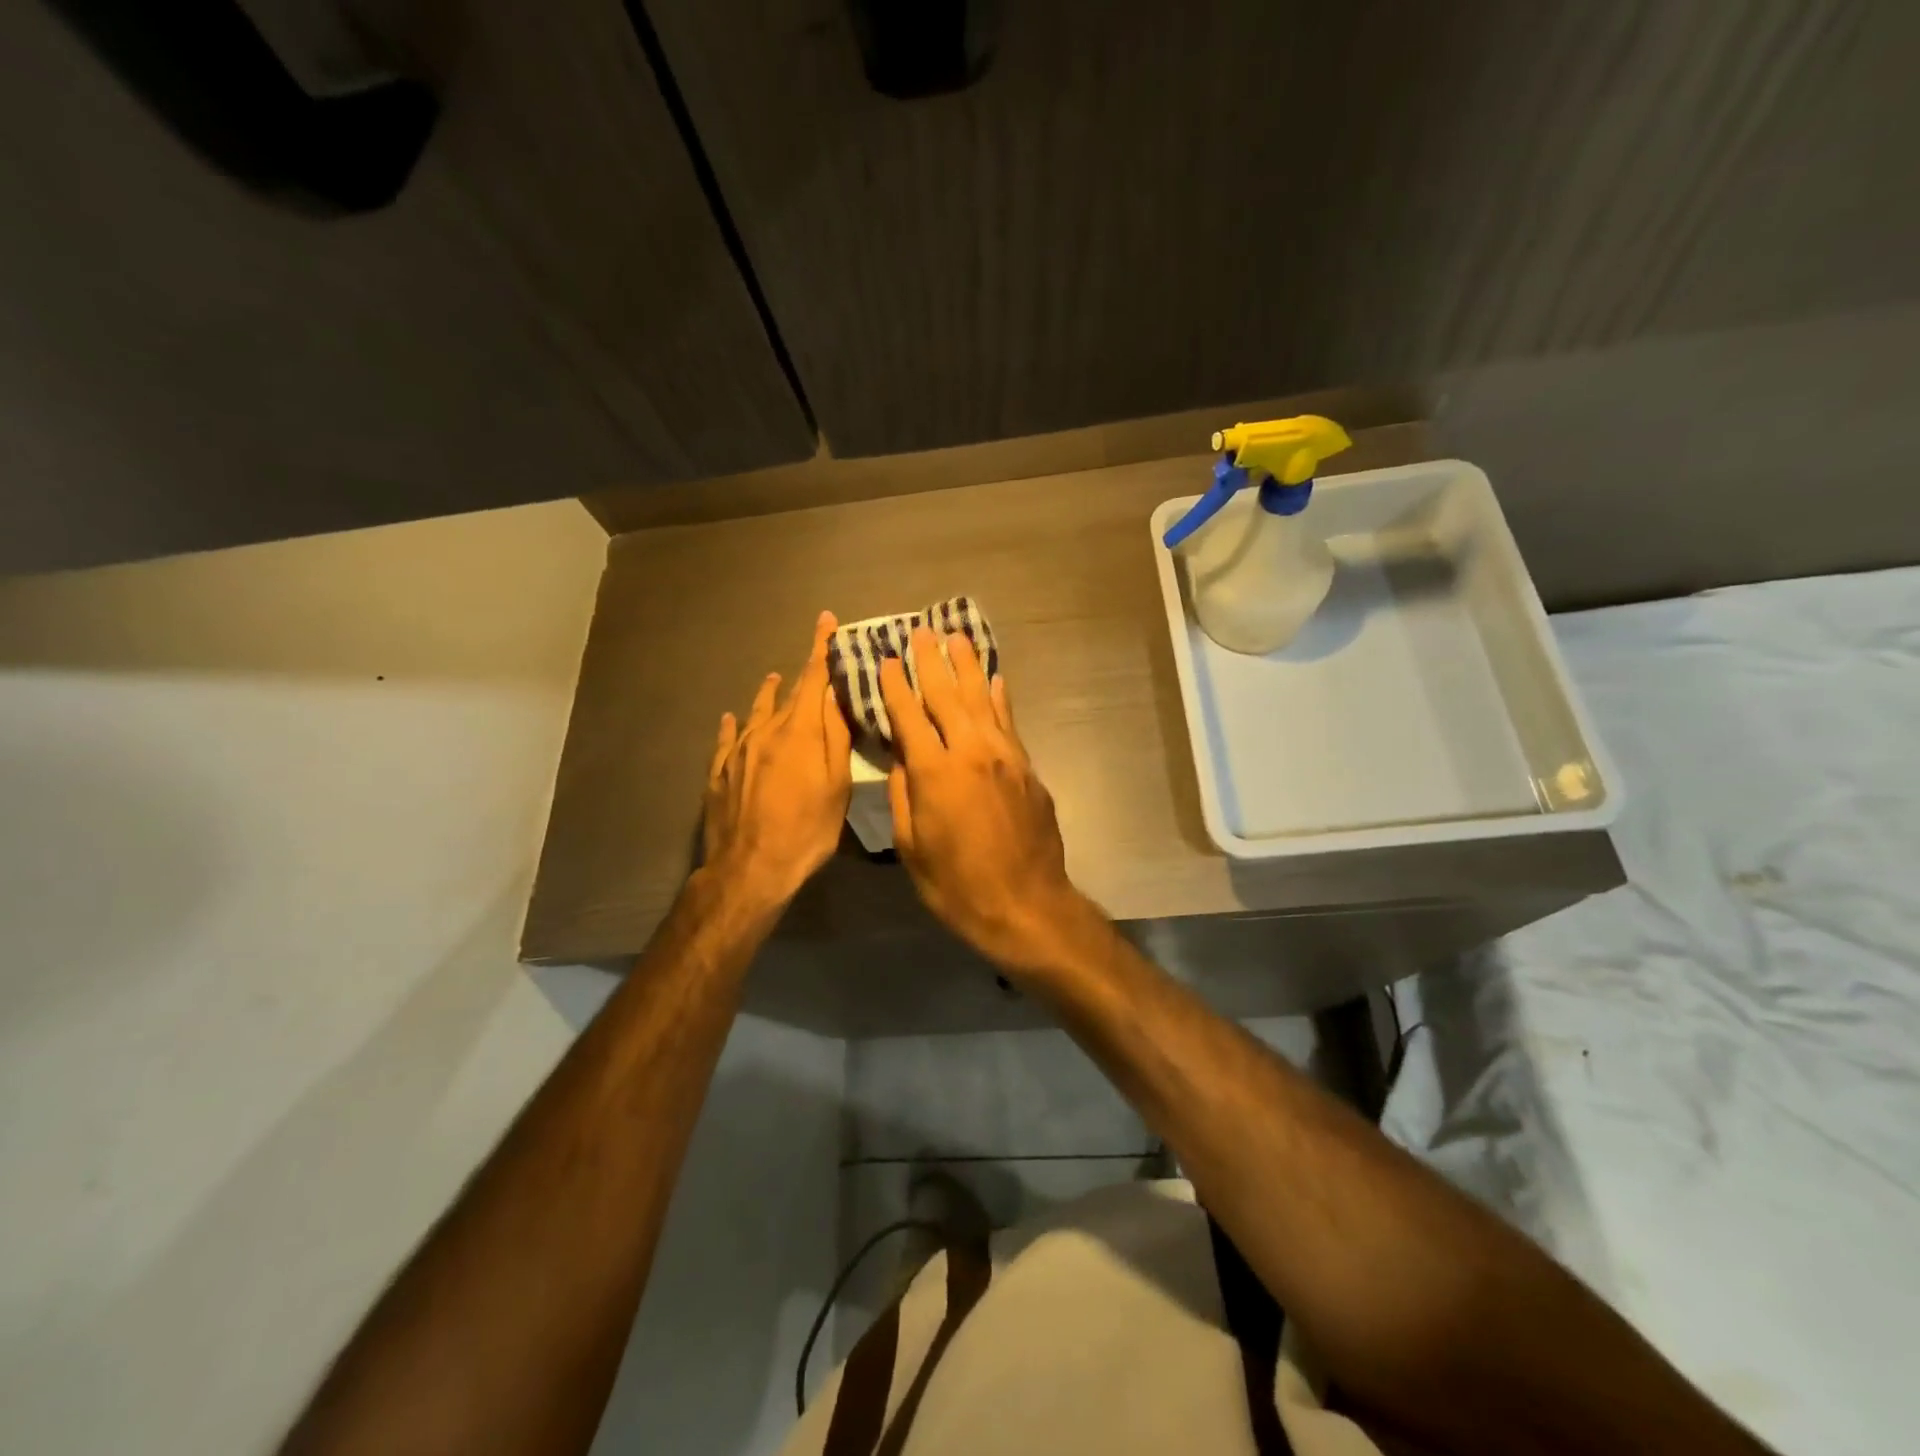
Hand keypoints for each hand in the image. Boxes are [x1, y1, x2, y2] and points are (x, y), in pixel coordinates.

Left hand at [702, 610, 852, 908]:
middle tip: (815, 655)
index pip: (813, 679)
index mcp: (799, 732)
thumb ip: (836, 737)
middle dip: (803, 672)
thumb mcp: (836, 786)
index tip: (825, 620)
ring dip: (769, 694)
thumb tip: (835, 694)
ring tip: (774, 680)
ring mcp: (739, 751)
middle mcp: (766, 732)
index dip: (821, 648)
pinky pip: (728, 738)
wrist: (749, 867)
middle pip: (788, 694)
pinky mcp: (720, 772)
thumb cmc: (806, 829)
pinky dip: (734, 724)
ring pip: (756, 711)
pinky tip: (731, 717)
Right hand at [879, 626, 1086, 972]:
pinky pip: (1009, 722)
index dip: (896, 687)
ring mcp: (1004, 757)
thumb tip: (901, 757)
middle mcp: (971, 752)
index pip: (909, 717)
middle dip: (932, 661)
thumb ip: (902, 795)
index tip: (887, 659)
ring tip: (957, 637)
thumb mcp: (912, 847)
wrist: (1025, 904)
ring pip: (982, 700)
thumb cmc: (957, 885)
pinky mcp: (1027, 767)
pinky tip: (995, 679)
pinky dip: (999, 697)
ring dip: (968, 666)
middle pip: (948, 696)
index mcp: (935, 773)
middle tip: (922, 631)